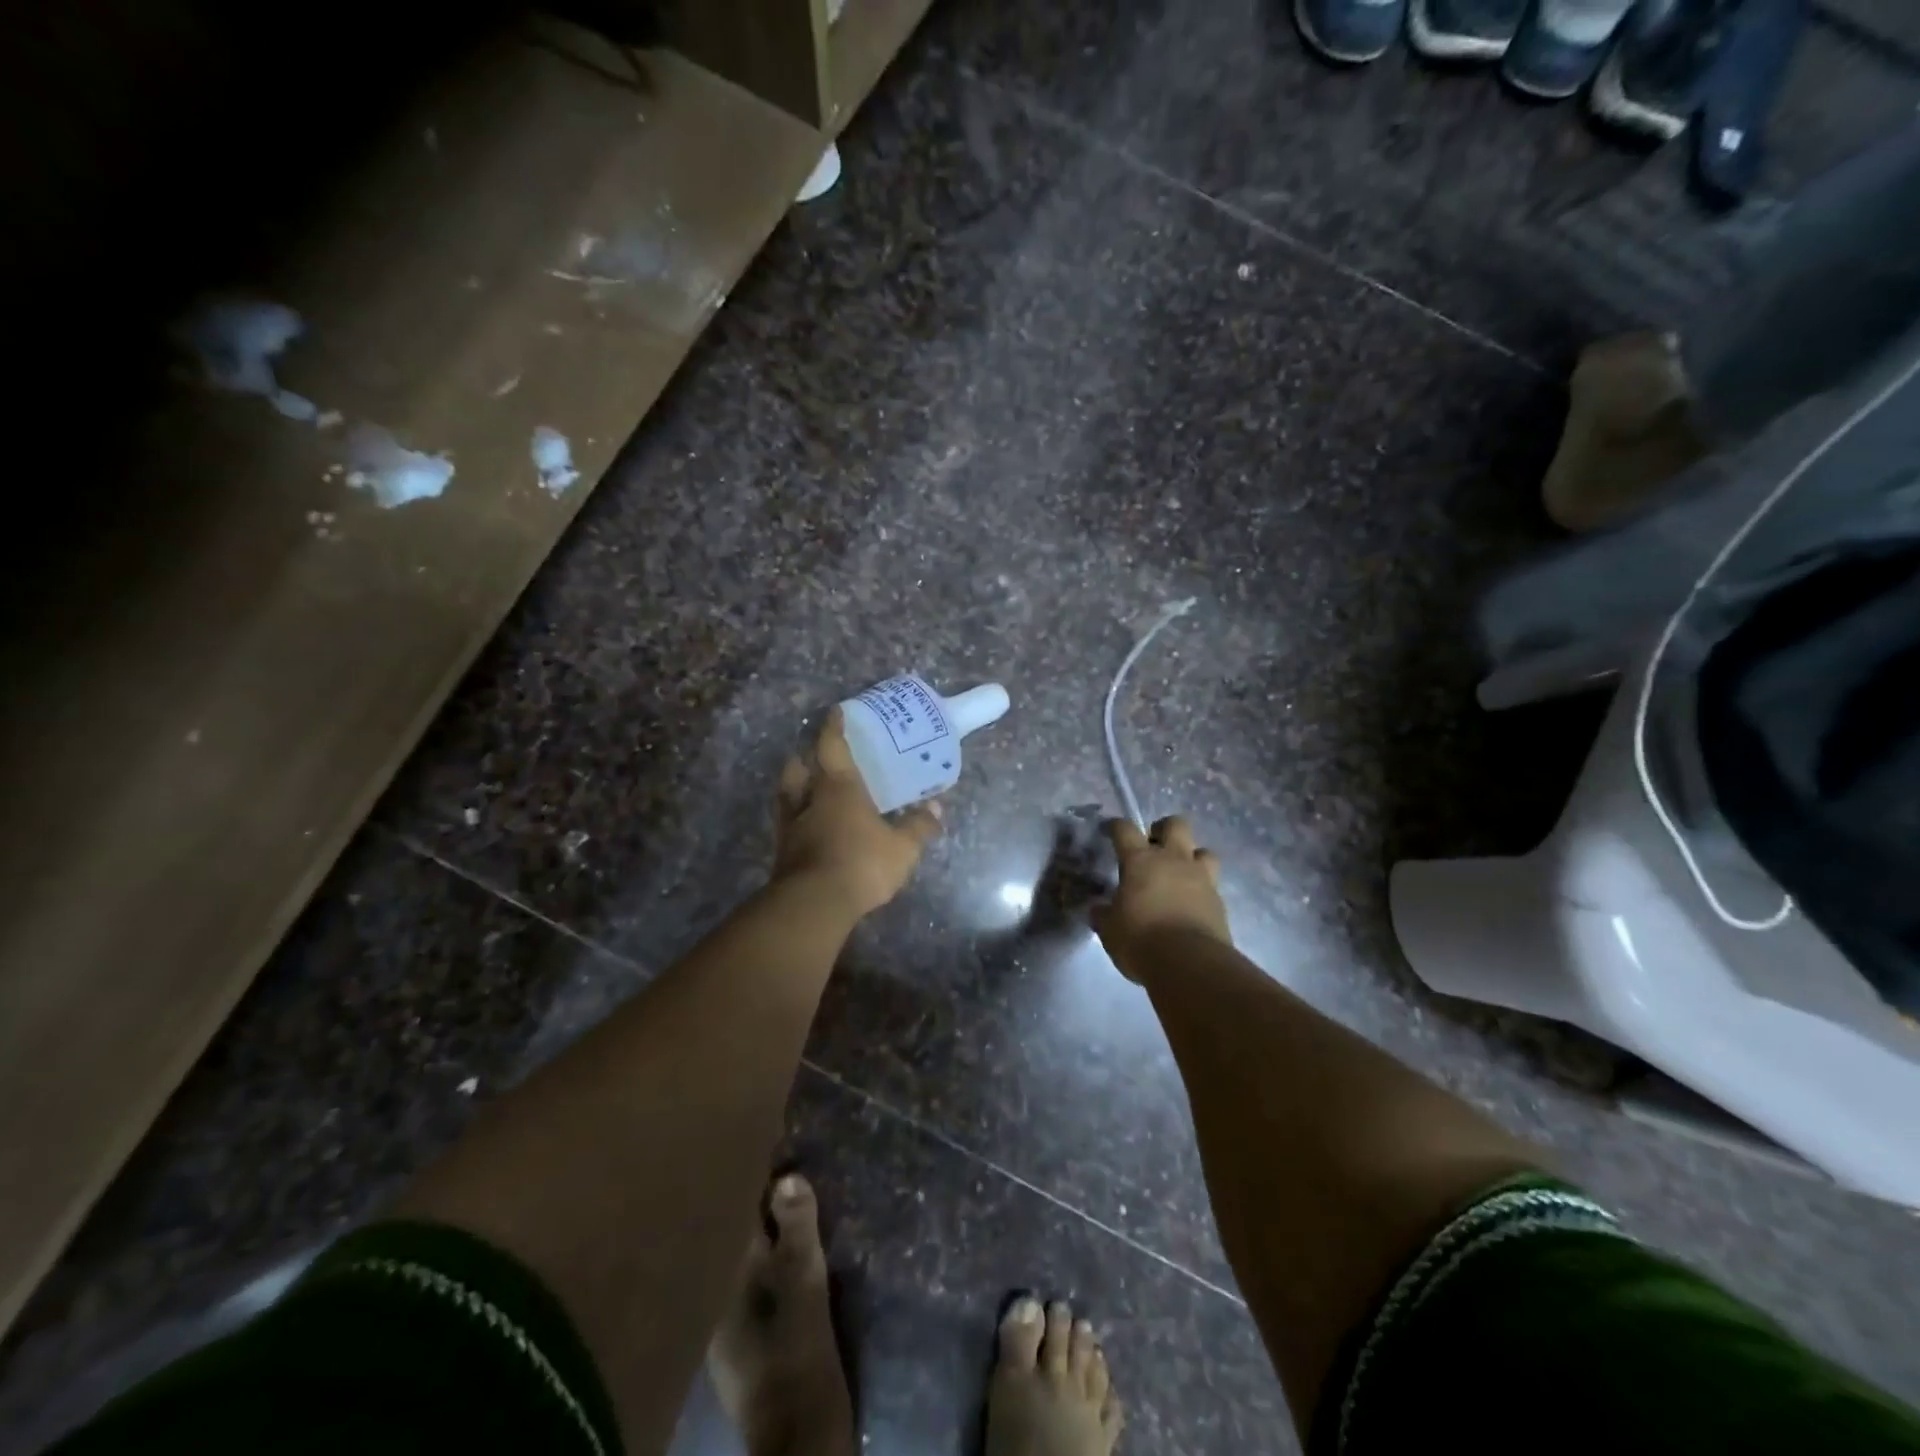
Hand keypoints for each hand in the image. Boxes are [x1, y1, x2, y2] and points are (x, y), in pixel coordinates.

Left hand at [772, 708, 942, 919]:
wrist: (815, 904)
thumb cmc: (861, 863)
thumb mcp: (902, 848)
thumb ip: (918, 826)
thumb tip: (937, 807)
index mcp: (838, 788)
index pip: (831, 746)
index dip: (833, 727)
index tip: (835, 711)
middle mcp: (809, 800)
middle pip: (797, 768)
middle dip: (804, 758)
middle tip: (814, 755)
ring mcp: (791, 827)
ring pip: (786, 796)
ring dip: (795, 789)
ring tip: (808, 790)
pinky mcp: (783, 853)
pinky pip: (789, 826)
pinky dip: (797, 821)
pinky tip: (809, 829)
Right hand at [1092, 816, 1230, 983]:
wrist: (1189, 963)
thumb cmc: (1140, 940)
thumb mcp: (1110, 930)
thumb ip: (1104, 915)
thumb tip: (1099, 910)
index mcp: (1140, 861)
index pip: (1125, 830)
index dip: (1116, 826)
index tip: (1110, 829)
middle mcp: (1173, 860)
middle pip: (1176, 824)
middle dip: (1164, 830)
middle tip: (1154, 846)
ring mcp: (1201, 878)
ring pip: (1203, 850)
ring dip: (1192, 856)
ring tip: (1180, 873)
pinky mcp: (1219, 901)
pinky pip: (1212, 883)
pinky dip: (1202, 888)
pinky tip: (1192, 903)